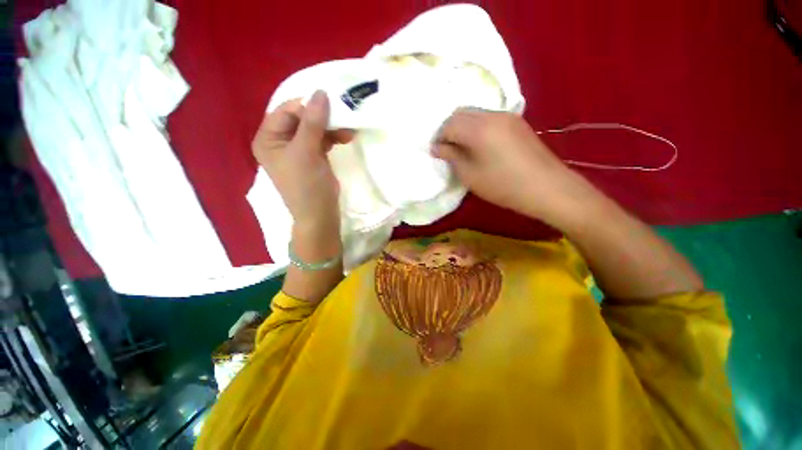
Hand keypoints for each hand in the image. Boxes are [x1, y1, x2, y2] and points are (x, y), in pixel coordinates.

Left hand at [252, 91, 351, 235]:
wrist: (320, 215)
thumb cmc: (307, 186)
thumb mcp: (306, 152)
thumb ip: (312, 122)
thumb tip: (320, 92)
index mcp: (268, 139)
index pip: (286, 111)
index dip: (307, 105)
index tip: (331, 103)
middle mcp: (280, 142)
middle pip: (301, 118)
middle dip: (322, 117)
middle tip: (343, 115)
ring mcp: (298, 150)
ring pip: (314, 128)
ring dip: (331, 127)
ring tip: (349, 129)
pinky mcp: (313, 157)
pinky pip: (322, 140)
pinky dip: (333, 137)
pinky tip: (346, 137)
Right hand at [433, 108, 591, 224]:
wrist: (546, 187)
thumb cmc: (503, 185)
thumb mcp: (470, 175)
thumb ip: (452, 156)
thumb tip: (437, 147)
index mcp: (478, 128)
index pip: (449, 124)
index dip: (439, 137)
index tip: (436, 152)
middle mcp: (492, 115)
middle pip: (461, 113)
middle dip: (449, 129)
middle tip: (447, 149)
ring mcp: (507, 116)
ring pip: (475, 113)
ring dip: (463, 127)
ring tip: (462, 147)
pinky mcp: (516, 122)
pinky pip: (488, 118)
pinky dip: (477, 127)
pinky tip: (479, 144)